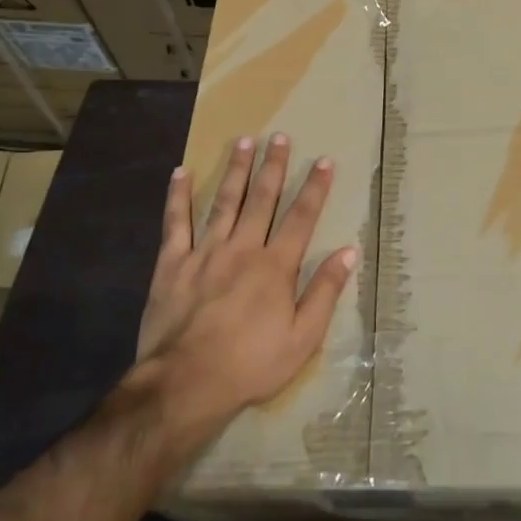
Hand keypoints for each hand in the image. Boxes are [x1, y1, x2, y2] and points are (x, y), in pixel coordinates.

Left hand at [135, 134, 359, 430]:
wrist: (186, 383)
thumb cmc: (251, 364)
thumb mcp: (303, 338)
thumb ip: (325, 292)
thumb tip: (348, 252)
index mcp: (276, 266)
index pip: (301, 218)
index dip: (315, 188)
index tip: (324, 161)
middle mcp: (243, 248)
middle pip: (262, 199)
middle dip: (273, 166)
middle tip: (280, 137)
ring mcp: (205, 253)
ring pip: (224, 202)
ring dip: (236, 170)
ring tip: (243, 141)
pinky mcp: (172, 264)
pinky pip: (176, 223)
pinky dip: (178, 197)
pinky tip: (180, 173)